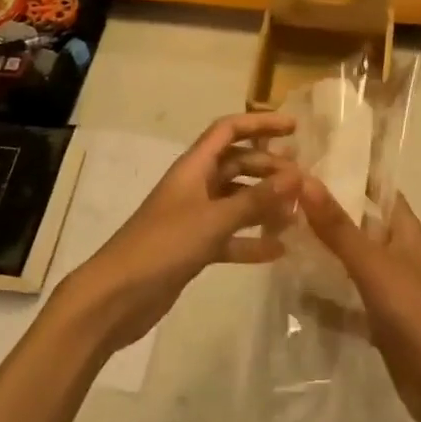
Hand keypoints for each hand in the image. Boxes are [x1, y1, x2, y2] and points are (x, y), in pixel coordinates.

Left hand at [59, 113, 300, 353]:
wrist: (117, 297)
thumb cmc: (163, 246)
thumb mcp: (214, 220)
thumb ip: (256, 199)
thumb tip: (297, 175)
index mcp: (194, 167)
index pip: (229, 130)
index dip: (260, 124)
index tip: (294, 128)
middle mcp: (195, 185)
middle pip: (237, 164)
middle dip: (269, 168)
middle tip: (303, 181)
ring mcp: (194, 217)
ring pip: (237, 200)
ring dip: (264, 204)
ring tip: (297, 213)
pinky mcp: (194, 247)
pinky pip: (230, 235)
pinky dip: (252, 240)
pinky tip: (278, 250)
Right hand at [298, 178, 420, 421]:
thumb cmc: (417, 314)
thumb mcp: (374, 265)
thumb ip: (339, 227)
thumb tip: (305, 179)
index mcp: (405, 230)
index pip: (377, 187)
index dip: (350, 169)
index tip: (311, 154)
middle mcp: (397, 253)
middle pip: (358, 223)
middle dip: (325, 210)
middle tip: (280, 194)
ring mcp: (389, 289)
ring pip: (350, 261)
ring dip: (322, 252)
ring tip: (277, 235)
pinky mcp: (379, 322)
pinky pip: (346, 302)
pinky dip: (324, 298)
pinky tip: (292, 292)